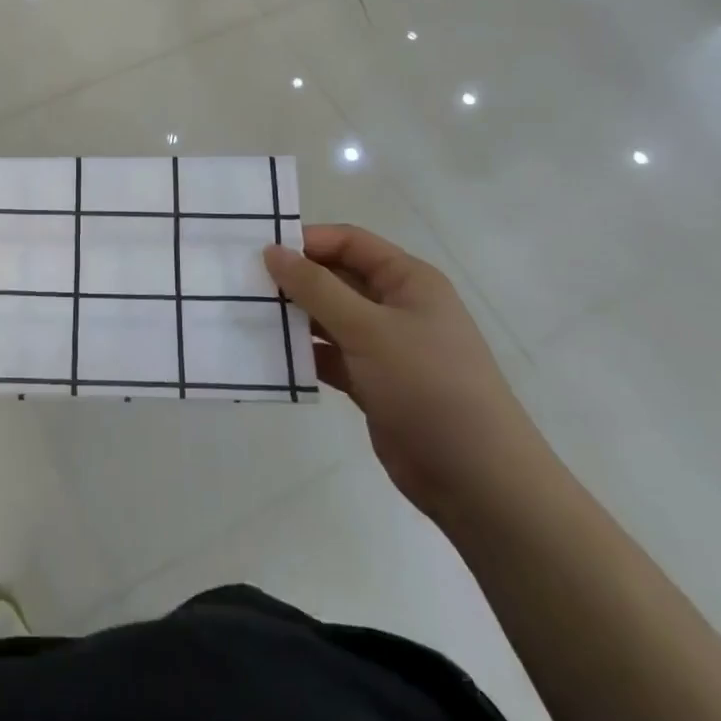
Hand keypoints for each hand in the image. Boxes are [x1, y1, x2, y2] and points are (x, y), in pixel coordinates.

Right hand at [264, 224, 549, 519]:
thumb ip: (317, 288)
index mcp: (408, 280)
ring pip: (329, 318)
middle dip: (294, 279)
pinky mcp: (372, 382)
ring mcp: (384, 346)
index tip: (260, 252)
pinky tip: (269, 355)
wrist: (477, 479)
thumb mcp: (369, 329)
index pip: (349, 242)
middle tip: (243, 284)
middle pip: (336, 278)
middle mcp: (396, 306)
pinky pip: (329, 355)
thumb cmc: (428, 386)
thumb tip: (273, 251)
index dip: (307, 241)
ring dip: (294, 317)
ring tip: (246, 315)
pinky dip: (303, 353)